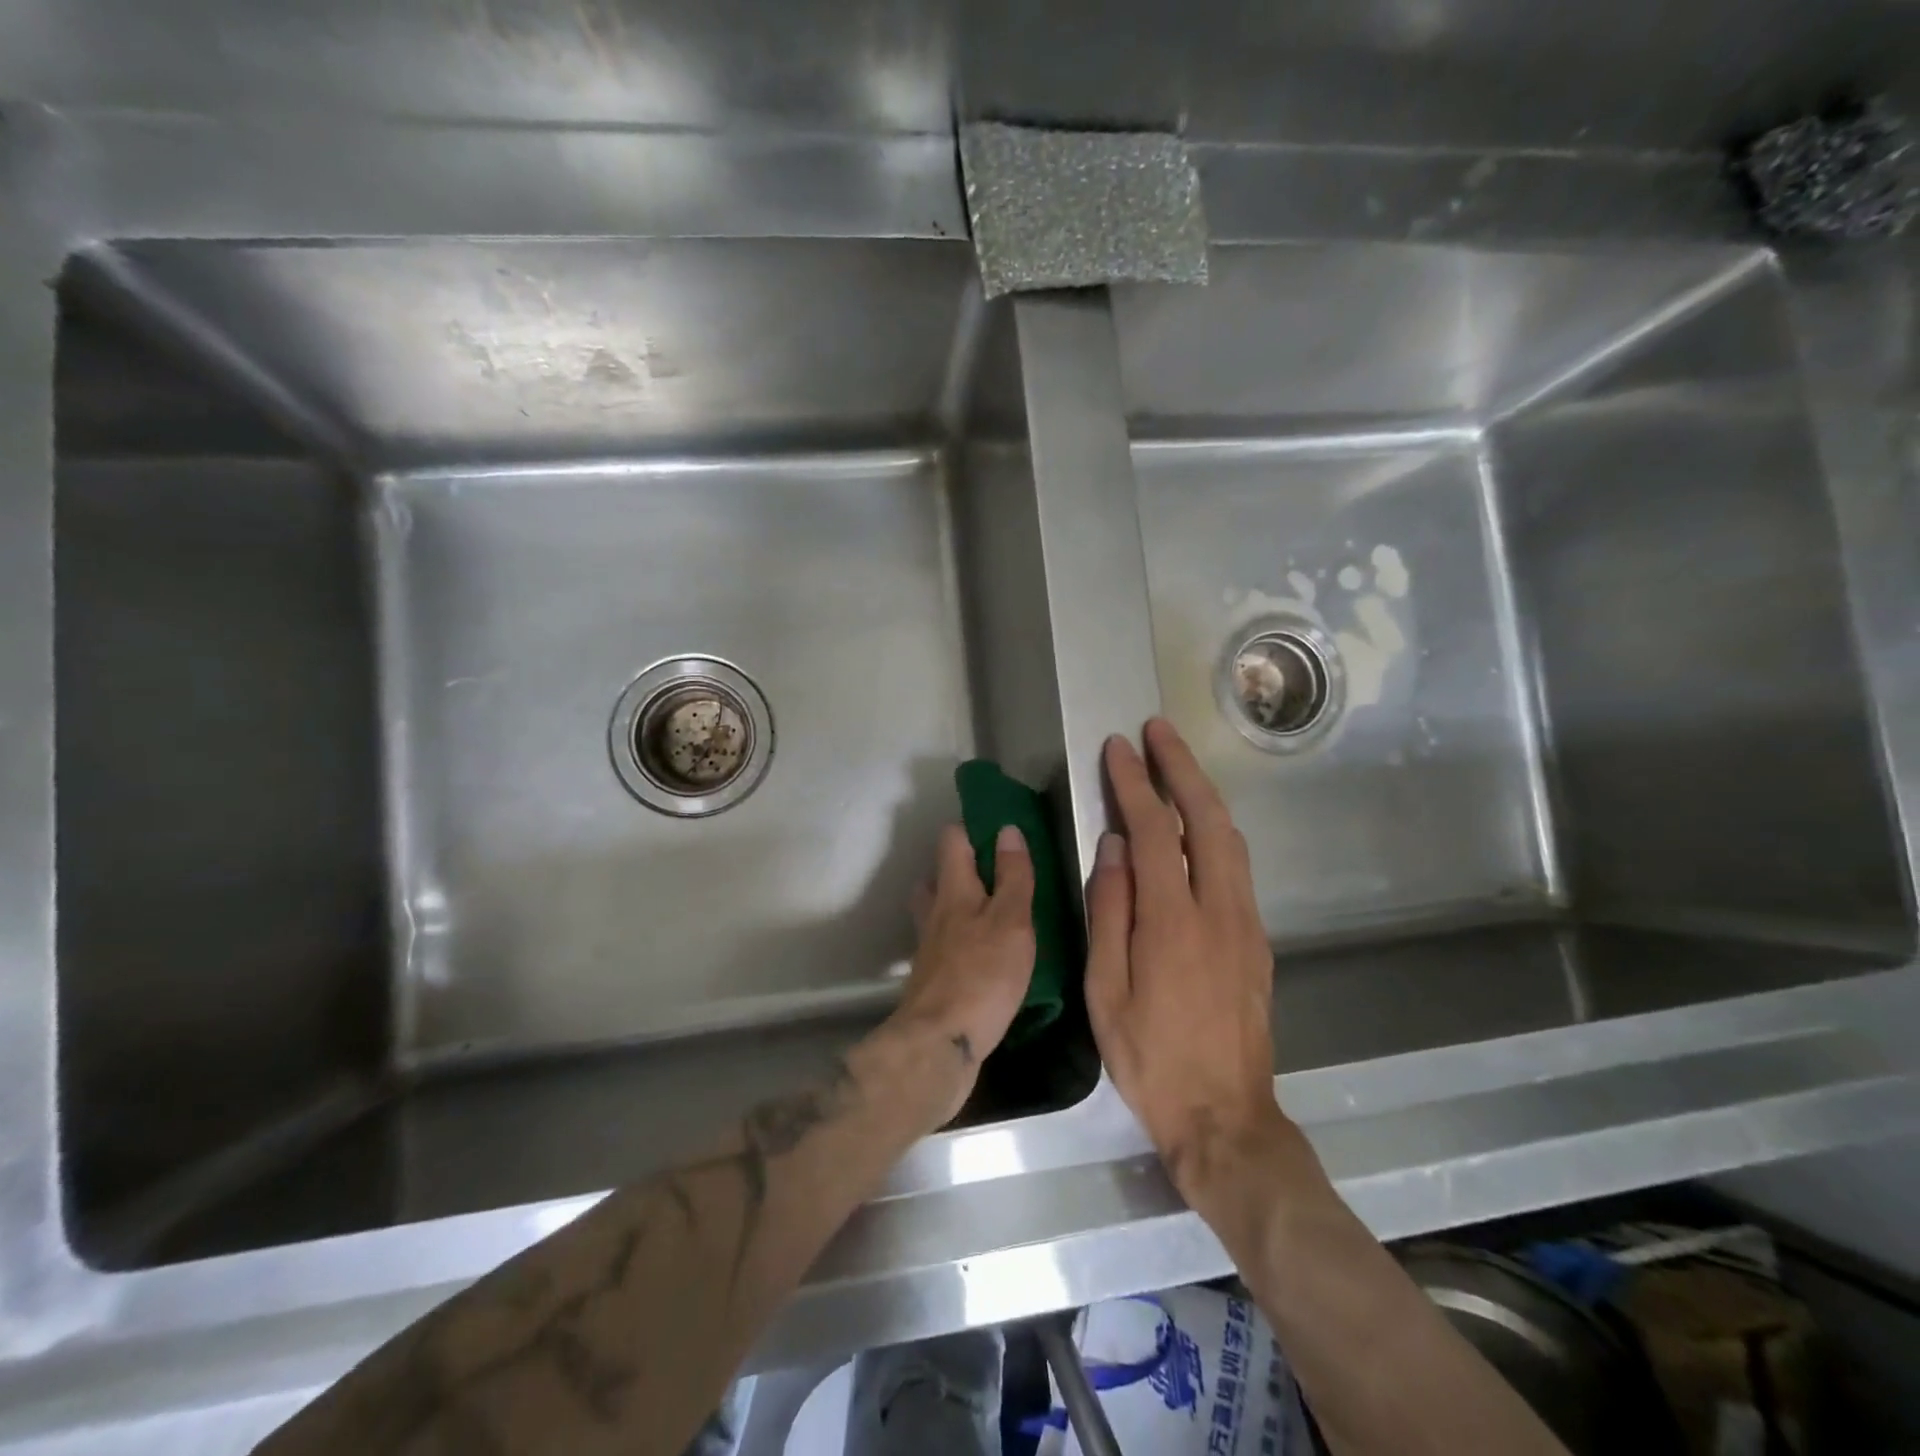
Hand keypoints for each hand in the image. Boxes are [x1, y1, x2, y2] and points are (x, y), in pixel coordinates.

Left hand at [883, 823, 1036, 1127]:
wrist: (939, 1044)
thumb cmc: (982, 976)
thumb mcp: (1011, 921)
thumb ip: (1012, 877)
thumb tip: (1007, 830)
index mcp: (953, 890)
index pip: (952, 841)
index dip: (970, 828)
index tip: (997, 827)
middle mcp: (934, 913)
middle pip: (937, 876)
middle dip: (960, 868)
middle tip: (994, 873)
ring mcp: (928, 948)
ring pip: (937, 912)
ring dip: (957, 905)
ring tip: (991, 912)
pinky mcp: (931, 979)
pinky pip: (944, 945)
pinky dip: (959, 941)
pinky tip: (982, 956)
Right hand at [1086, 719, 1290, 1201]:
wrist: (1225, 1116)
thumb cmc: (1150, 1058)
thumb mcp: (1106, 991)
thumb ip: (1110, 912)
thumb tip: (1113, 847)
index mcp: (1173, 921)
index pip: (1155, 831)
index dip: (1134, 784)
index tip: (1117, 748)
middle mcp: (1219, 910)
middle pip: (1206, 818)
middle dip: (1180, 767)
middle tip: (1157, 730)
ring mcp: (1246, 923)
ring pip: (1230, 838)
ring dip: (1203, 792)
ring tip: (1177, 762)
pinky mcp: (1257, 940)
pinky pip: (1237, 866)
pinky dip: (1216, 828)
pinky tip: (1199, 824)